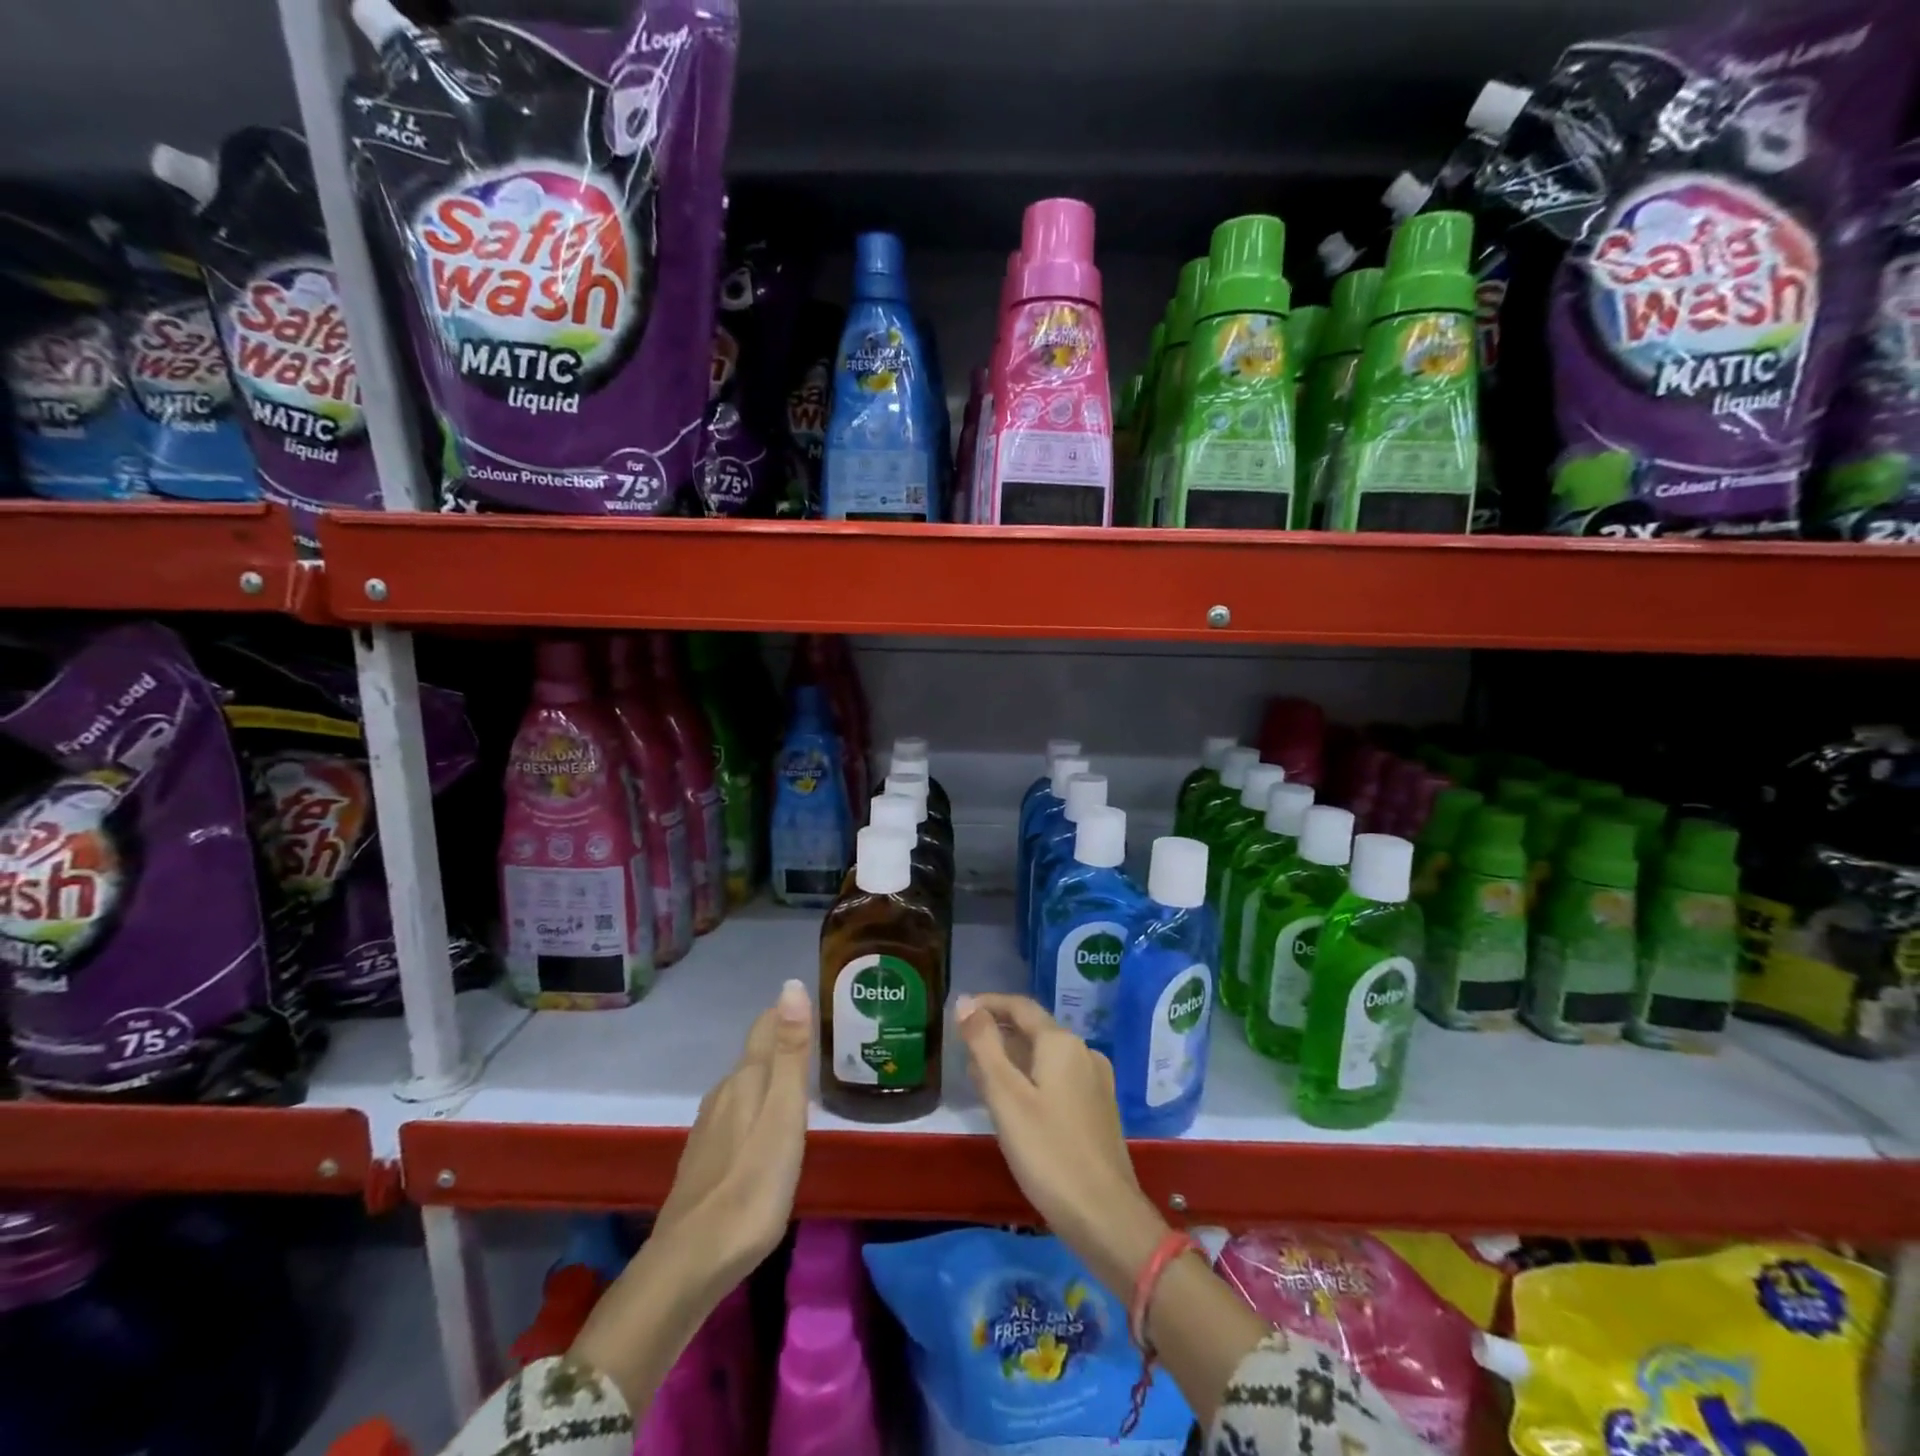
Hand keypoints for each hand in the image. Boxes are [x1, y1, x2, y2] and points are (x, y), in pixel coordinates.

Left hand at [654, 976, 815, 1284]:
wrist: (691, 1263)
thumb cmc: (752, 1186)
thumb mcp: (784, 1115)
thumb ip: (790, 1053)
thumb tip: (790, 985)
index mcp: (746, 1080)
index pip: (765, 1028)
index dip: (785, 1012)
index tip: (810, 1002)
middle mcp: (723, 1095)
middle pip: (754, 1056)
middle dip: (780, 1044)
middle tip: (814, 1042)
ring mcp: (708, 1130)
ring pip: (742, 1088)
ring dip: (767, 1078)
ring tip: (795, 1083)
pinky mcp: (703, 1161)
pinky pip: (734, 1117)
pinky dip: (753, 1109)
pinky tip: (762, 1131)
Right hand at [954, 992, 1169, 1294]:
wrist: (1106, 1217)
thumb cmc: (1048, 1152)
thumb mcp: (1005, 1096)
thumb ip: (984, 1045)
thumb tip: (964, 1002)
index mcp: (1062, 1043)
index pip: (1020, 1006)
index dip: (988, 1004)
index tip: (959, 1012)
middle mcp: (1084, 1052)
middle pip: (1035, 1029)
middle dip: (999, 1033)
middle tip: (965, 1049)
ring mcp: (1097, 1081)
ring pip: (1047, 1056)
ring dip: (1014, 1058)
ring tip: (983, 1078)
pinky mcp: (1100, 1109)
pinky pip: (1060, 1078)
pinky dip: (1033, 1078)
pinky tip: (1017, 1104)